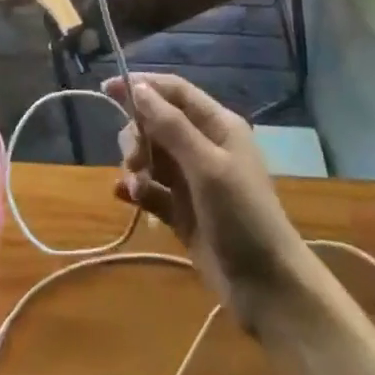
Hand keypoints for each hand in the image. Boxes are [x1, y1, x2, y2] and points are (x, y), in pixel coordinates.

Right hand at [103, 73, 311, 333]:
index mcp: (217, 126)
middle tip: (135, 160)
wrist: (267, 288)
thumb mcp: (207, 166)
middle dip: (138, 135)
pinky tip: (124, 196)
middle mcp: (204, 146)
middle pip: (157, 123)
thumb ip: (171, 126)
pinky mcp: (182, 212)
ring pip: (151, 155)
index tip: (107, 89)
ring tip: (136, 186)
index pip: (174, 91)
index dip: (142, 86)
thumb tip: (138, 88)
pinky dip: (136, 189)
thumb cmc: (242, 216)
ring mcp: (192, 181)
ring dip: (136, 164)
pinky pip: (151, 189)